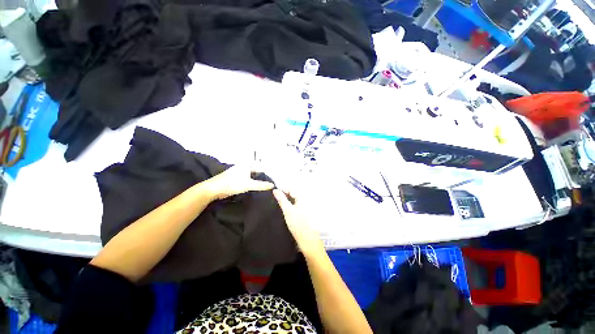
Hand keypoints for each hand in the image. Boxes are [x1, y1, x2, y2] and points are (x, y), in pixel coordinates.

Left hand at [203, 165, 274, 199]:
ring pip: (253, 176)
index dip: (268, 172)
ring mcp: (240, 173)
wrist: (214, 189)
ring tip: (267, 186)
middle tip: (273, 182)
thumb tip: (273, 185)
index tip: (275, 178)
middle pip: (257, 171)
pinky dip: (253, 183)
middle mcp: (244, 167)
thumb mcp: (248, 185)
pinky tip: (258, 188)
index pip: (261, 167)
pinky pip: (249, 180)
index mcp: (247, 165)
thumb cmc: (232, 184)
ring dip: (259, 180)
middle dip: (264, 176)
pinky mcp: (237, 179)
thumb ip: (261, 185)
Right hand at [273, 189, 324, 255]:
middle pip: (292, 194)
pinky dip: (288, 207)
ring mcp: (304, 208)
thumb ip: (281, 199)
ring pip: (293, 201)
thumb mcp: (288, 210)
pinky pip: (294, 206)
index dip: (282, 189)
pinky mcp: (302, 214)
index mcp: (303, 198)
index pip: (291, 189)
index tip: (273, 192)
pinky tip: (283, 211)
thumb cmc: (298, 224)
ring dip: (285, 201)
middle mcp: (305, 201)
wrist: (307, 241)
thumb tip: (275, 190)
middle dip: (283, 195)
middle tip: (273, 198)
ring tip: (276, 204)